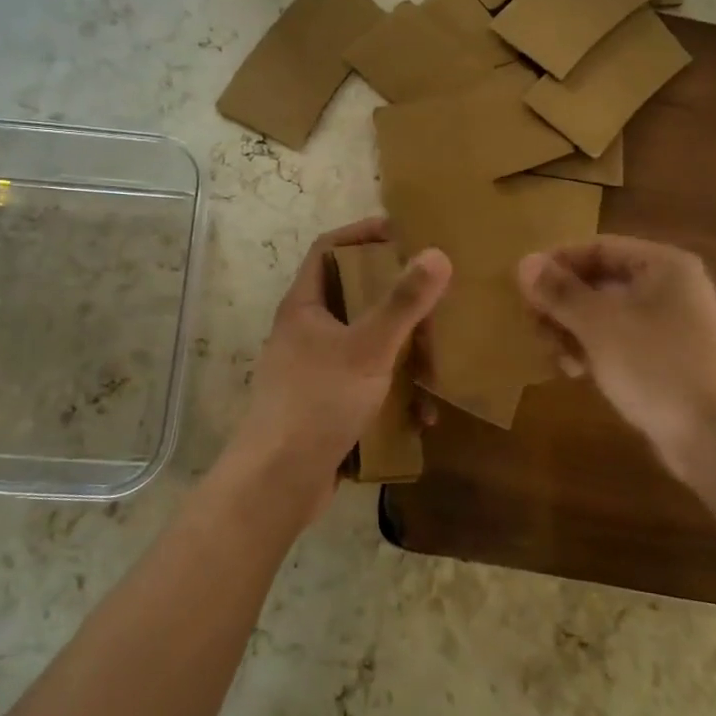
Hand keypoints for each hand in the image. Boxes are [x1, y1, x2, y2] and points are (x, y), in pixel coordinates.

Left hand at [229, 218, 451, 518]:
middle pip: (353, 297)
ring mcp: (314, 370)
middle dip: (395, 300)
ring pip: (366, 344)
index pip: (329, 249)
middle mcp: (306, 332)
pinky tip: (419, 416)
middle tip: (432, 299)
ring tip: (436, 364)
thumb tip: (437, 254)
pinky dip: (394, 393)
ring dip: (402, 353)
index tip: (401, 233)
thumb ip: (402, 303)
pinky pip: (367, 385)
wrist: (277, 483)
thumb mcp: (367, 348)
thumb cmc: (317, 402)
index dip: (361, 234)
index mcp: (305, 306)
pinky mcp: (326, 406)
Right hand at [518, 236, 715, 477]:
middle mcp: (671, 287)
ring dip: (573, 330)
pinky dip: (594, 350)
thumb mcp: (598, 324)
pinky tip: (577, 372)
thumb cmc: (656, 366)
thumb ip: (559, 291)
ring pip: (607, 314)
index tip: (523, 289)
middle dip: (562, 304)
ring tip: (554, 357)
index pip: (597, 248)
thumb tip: (524, 261)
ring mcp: (673, 325)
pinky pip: (621, 341)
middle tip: (535, 328)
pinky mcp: (669, 359)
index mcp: (663, 265)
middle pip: (600, 281)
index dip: (557, 264)